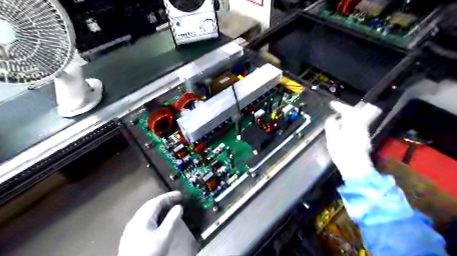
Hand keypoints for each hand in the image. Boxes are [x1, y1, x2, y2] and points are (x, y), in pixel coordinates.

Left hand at [117, 191, 195, 255]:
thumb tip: (179, 207)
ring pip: (146, 211)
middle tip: (176, 199)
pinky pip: (143, 218)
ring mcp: (131, 228)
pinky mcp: (130, 236)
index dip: (170, 196)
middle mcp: (135, 220)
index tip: (181, 195)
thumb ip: (172, 219)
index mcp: (143, 218)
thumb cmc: (151, 253)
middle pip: (150, 205)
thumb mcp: (165, 236)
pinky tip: (158, 220)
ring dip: (158, 207)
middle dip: (164, 200)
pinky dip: (153, 214)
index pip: (157, 201)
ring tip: (169, 207)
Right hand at [327, 101, 376, 178]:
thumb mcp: (332, 136)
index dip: (339, 106)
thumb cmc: (342, 150)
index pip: (348, 110)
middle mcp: (361, 126)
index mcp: (353, 123)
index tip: (331, 104)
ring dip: (346, 119)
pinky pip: (355, 128)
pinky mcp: (363, 141)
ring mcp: (363, 134)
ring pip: (356, 121)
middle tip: (337, 110)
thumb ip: (331, 125)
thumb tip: (332, 119)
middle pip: (356, 114)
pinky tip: (342, 130)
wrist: (355, 166)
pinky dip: (348, 125)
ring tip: (336, 121)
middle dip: (346, 111)